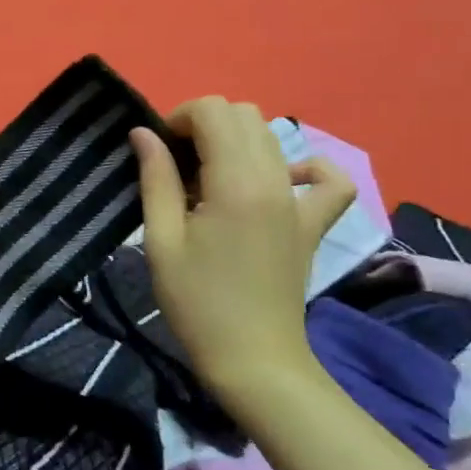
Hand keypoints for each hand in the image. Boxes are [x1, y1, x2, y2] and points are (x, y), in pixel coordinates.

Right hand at [130, 97, 355, 387]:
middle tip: (177, 166)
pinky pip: (327, 179)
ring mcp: (300, 201)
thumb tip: (143, 133)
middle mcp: (275, 180)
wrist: (252, 358)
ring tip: (208, 181)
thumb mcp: (162, 240)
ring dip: (235, 142)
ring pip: (272, 137)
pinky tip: (279, 180)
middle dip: (203, 125)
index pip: (213, 110)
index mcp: (235, 182)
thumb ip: (155, 179)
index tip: (158, 151)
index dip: (178, 118)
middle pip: (243, 115)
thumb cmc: (196, 303)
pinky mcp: (313, 223)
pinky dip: (304, 167)